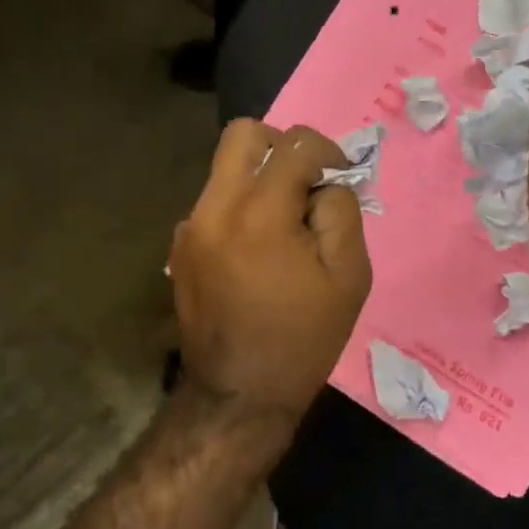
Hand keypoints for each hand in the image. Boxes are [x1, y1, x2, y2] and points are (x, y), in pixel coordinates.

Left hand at [170, 120, 372, 433]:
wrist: (238, 394)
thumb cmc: (303, 338)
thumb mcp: (349, 276)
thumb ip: (340, 211)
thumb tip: (325, 182)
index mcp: (260, 214)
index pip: (294, 143)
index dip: (327, 151)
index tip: (339, 177)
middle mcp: (215, 208)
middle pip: (243, 134)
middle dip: (281, 146)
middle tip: (303, 184)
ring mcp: (190, 226)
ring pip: (225, 168)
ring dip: (259, 179)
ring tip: (282, 225)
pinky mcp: (179, 246)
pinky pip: (213, 203)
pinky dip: (239, 208)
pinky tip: (254, 252)